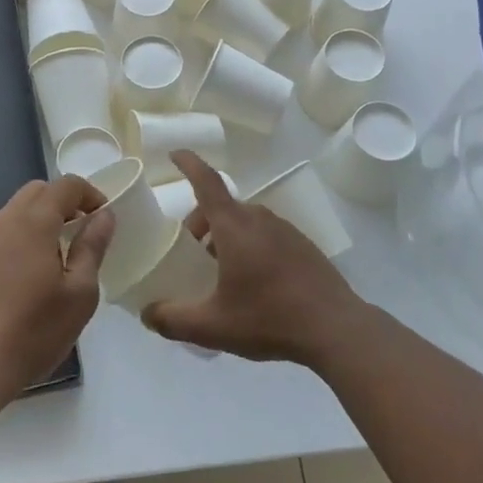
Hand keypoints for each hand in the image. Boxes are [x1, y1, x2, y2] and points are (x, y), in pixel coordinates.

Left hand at [0, 175, 113, 409]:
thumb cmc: (32, 332)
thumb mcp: (79, 295)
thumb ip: (92, 248)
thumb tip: (103, 216)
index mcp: (33, 222)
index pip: (65, 185)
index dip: (89, 194)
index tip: (102, 218)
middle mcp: (2, 222)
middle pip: (36, 193)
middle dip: (62, 203)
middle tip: (79, 234)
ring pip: (13, 215)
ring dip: (37, 223)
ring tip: (52, 261)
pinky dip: (15, 243)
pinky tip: (20, 283)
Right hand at [142, 150, 366, 365]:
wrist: (336, 329)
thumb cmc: (269, 318)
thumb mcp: (213, 326)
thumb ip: (173, 320)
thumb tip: (147, 314)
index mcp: (234, 226)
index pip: (206, 181)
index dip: (188, 164)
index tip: (174, 153)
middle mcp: (259, 218)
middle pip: (221, 206)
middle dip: (201, 222)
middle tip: (192, 254)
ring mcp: (285, 229)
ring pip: (245, 221)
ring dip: (226, 236)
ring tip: (222, 272)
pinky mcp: (303, 245)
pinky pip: (266, 234)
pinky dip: (250, 245)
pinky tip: (255, 283)